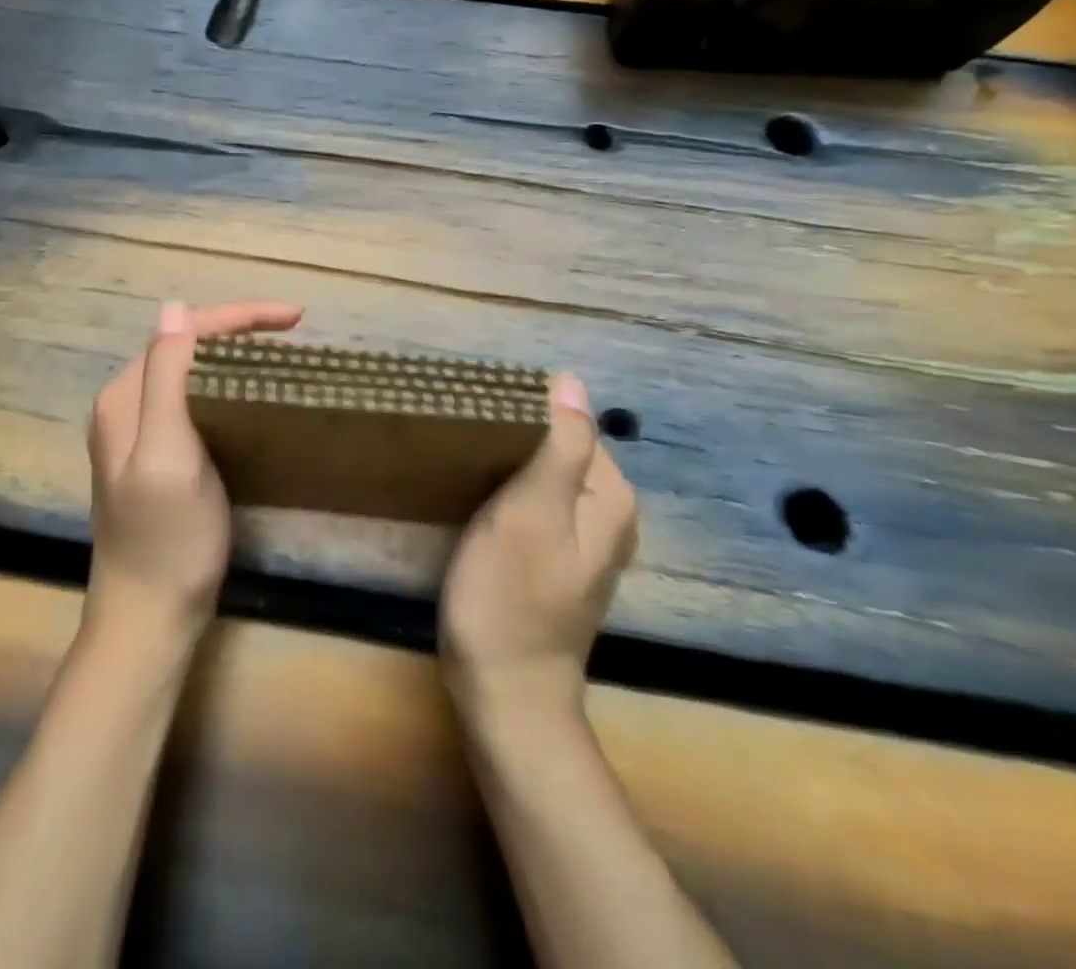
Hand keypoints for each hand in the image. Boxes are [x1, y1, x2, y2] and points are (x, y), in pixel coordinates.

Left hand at [85, 299, 304, 644]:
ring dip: (236, 353)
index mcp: (125, 397)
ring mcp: (141, 432)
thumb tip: (174, 307)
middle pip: (188, 346)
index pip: (184, 333)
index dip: (239, 316)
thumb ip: (166, 378)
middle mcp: (127, 405)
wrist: (149, 618)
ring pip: (194, 371)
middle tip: (294, 330)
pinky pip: (197, 400)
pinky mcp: (160, 455)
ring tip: (281, 351)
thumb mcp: (166, 453)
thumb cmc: (166, 539)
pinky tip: (254, 392)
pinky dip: (229, 385)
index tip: (295, 318)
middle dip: (239, 328)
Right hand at [439, 373, 637, 725]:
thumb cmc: (510, 596)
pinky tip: (480, 504)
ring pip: (544, 478)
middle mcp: (609, 514)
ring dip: (507, 468)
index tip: (477, 426)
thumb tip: (571, 380)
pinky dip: (510, 496)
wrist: (505, 695)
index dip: (522, 417)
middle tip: (465, 449)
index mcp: (610, 495)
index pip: (569, 423)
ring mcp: (585, 542)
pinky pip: (537, 506)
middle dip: (513, 442)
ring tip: (465, 470)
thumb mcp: (531, 511)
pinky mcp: (557, 561)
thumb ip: (559, 445)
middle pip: (558, 449)